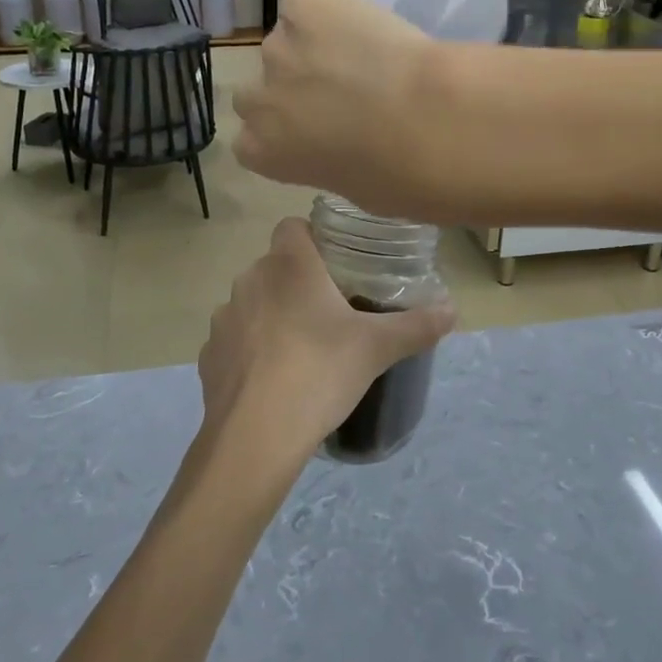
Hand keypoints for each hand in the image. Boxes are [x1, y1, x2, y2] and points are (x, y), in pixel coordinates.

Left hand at [196, 218, 454, 470]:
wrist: (256, 437)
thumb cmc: (320, 372)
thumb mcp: (377, 348)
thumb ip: (416, 325)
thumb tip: (453, 310)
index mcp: (288, 264)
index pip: (293, 225)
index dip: (313, 237)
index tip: (337, 264)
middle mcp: (250, 279)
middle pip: (276, 265)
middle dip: (299, 281)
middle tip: (332, 311)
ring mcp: (223, 317)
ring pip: (253, 301)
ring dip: (273, 314)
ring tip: (302, 348)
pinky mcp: (207, 355)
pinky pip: (235, 339)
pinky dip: (251, 350)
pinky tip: (272, 379)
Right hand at [232, 0, 446, 217]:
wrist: (428, 120)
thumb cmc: (398, 175)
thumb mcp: (354, 189)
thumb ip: (327, 164)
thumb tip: (341, 149)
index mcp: (262, 151)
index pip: (252, 139)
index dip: (284, 130)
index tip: (315, 130)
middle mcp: (258, 98)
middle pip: (259, 90)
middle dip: (290, 90)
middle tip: (337, 92)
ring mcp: (278, 45)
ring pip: (288, 43)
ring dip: (316, 49)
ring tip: (364, 55)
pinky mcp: (306, 4)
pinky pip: (312, 5)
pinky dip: (335, 12)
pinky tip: (368, 27)